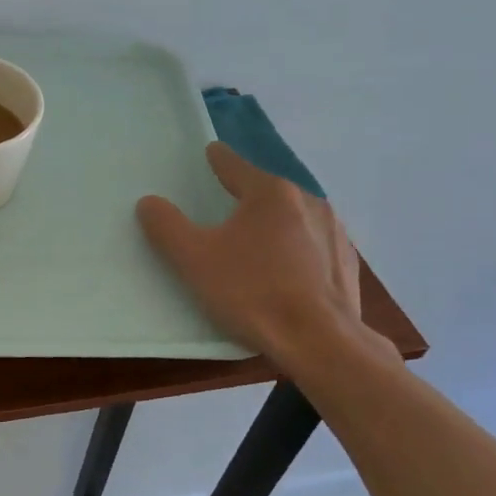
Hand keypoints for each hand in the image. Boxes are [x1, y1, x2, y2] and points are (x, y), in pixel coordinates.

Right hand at [136, 142, 370, 360]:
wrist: (321, 342)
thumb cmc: (252, 292)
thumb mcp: (194, 259)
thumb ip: (166, 226)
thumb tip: (149, 202)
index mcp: (270, 194)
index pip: (236, 166)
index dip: (218, 160)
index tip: (210, 152)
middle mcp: (308, 202)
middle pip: (266, 193)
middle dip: (246, 198)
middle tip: (225, 211)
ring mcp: (334, 233)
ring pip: (293, 219)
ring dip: (273, 226)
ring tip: (255, 247)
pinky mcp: (347, 263)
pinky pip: (312, 246)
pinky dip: (296, 252)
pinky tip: (284, 276)